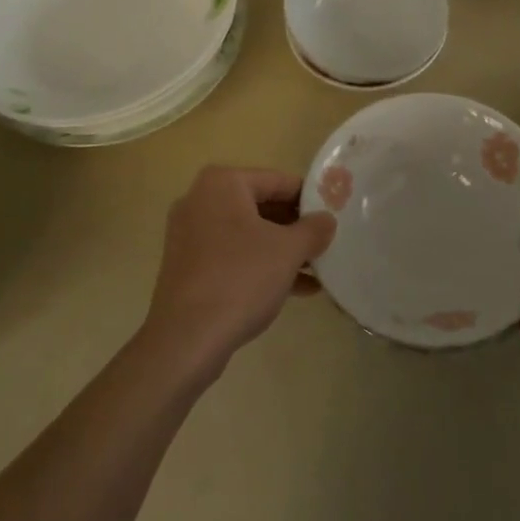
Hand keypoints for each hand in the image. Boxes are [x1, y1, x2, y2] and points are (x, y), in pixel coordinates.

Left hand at [142, 166, 336, 375]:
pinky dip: (259, 265)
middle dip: (294, 228)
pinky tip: (294, 290)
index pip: (278, 181)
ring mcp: (189, 234)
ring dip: (281, 250)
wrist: (186, 339)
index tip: (333, 216)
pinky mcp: (186, 265)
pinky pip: (232, 255)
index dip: (309, 199)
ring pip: (247, 234)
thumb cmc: (241, 279)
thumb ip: (314, 229)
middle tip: (325, 244)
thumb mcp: (288, 251)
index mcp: (223, 183)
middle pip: (261, 206)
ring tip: (317, 270)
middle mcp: (200, 200)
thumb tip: (327, 220)